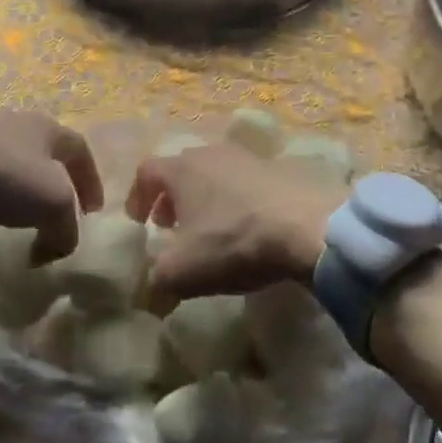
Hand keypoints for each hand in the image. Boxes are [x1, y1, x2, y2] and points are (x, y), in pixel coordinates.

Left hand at [0, 111, 103, 262]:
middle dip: (58, 182)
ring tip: (23, 215)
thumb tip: (57, 246)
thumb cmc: (6, 174)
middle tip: (59, 212)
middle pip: (48, 152)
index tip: (92, 212)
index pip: (81, 151)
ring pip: (17, 160)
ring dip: (25, 187)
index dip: (91, 181)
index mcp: (49, 128)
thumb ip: (66, 228)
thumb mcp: (54, 203)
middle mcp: (21, 122)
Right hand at [125, 145, 345, 308]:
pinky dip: (231, 199)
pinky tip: (242, 227)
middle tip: (169, 227)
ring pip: (211, 173)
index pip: (146, 171)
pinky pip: (240, 181)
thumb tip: (148, 290)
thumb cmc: (233, 241)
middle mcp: (209, 152)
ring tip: (206, 229)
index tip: (138, 223)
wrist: (305, 225)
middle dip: (169, 198)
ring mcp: (243, 157)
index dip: (136, 196)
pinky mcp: (273, 168)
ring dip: (202, 198)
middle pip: (179, 169)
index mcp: (181, 169)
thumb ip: (156, 280)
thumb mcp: (183, 272)